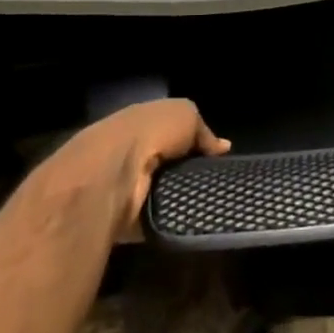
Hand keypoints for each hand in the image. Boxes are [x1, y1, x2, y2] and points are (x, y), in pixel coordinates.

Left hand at [37, 99, 229, 235]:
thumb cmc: (149, 133)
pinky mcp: (123, 217)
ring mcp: (124, 186)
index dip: (193, 141)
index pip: (169, 132)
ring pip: (162, 190)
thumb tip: (221, 147)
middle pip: (166, 163)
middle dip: (187, 171)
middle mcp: (129, 153)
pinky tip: (188, 217)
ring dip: (179, 195)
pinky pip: (155, 217)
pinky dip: (169, 218)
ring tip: (205, 200)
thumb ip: (203, 130)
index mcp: (139, 124)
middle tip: (214, 180)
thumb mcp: (185, 115)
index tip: (216, 156)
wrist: (111, 174)